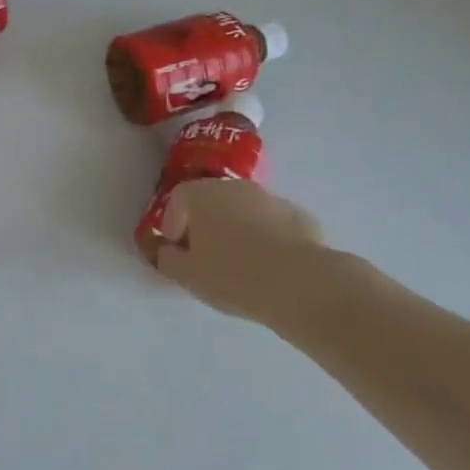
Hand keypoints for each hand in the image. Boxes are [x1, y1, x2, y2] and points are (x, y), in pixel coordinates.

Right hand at [157, 178, 353, 337]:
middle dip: (206, 224)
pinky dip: (267, 238)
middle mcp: (233, 186)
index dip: (174, 224)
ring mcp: (269, 198)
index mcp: (200, 195)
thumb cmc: (232, 275)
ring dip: (238, 229)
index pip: (178, 199)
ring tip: (242, 264)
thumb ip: (169, 261)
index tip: (177, 250)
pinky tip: (272, 267)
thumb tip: (168, 252)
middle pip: (212, 200)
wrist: (300, 283)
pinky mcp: (299, 215)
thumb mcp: (188, 277)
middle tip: (207, 256)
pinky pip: (273, 224)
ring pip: (244, 210)